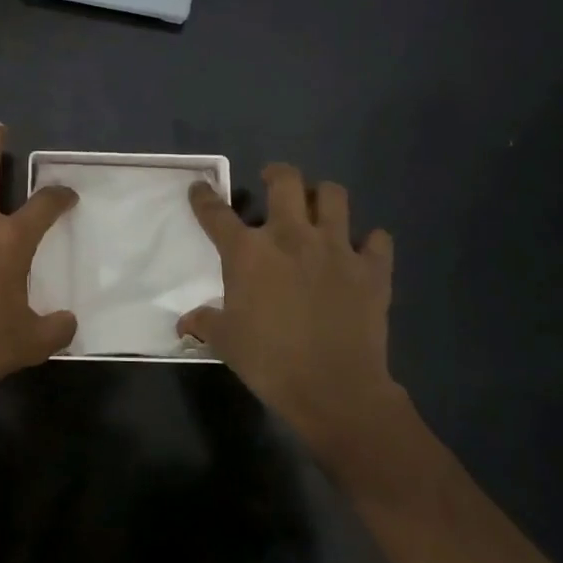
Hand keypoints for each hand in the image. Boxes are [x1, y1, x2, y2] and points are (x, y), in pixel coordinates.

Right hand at [179, 163, 404, 460]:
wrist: (334, 389)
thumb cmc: (269, 362)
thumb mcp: (226, 342)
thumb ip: (204, 323)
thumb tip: (185, 323)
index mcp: (248, 252)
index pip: (217, 213)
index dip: (204, 198)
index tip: (200, 188)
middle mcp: (291, 237)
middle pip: (285, 181)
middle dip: (276, 174)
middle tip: (272, 182)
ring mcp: (336, 248)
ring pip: (334, 195)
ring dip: (323, 196)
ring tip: (317, 207)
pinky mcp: (372, 268)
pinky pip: (377, 239)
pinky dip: (370, 241)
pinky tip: (362, 251)